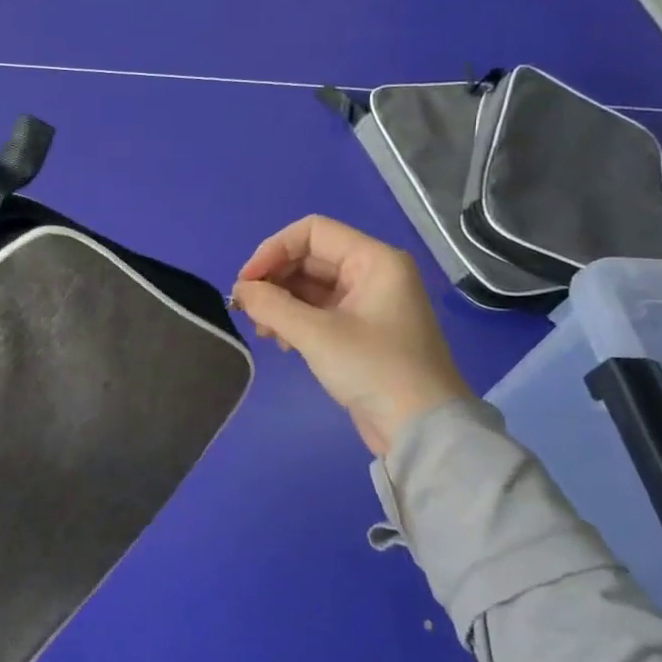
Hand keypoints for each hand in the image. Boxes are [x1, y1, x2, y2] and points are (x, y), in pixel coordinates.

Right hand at [232, 216, 470, 457]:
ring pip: (308, 285)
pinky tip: (282, 342)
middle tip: (247, 309)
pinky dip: (293, 319)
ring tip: (263, 331)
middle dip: (273, 280)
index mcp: (374, 260)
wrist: (422, 430)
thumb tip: (240, 290)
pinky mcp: (359, 330)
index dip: (273, 250)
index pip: (312, 232)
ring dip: (279, 302)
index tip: (247, 282)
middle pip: (308, 258)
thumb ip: (271, 305)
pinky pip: (317, 309)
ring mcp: (366, 302)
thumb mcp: (316, 334)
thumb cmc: (374, 369)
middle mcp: (372, 273)